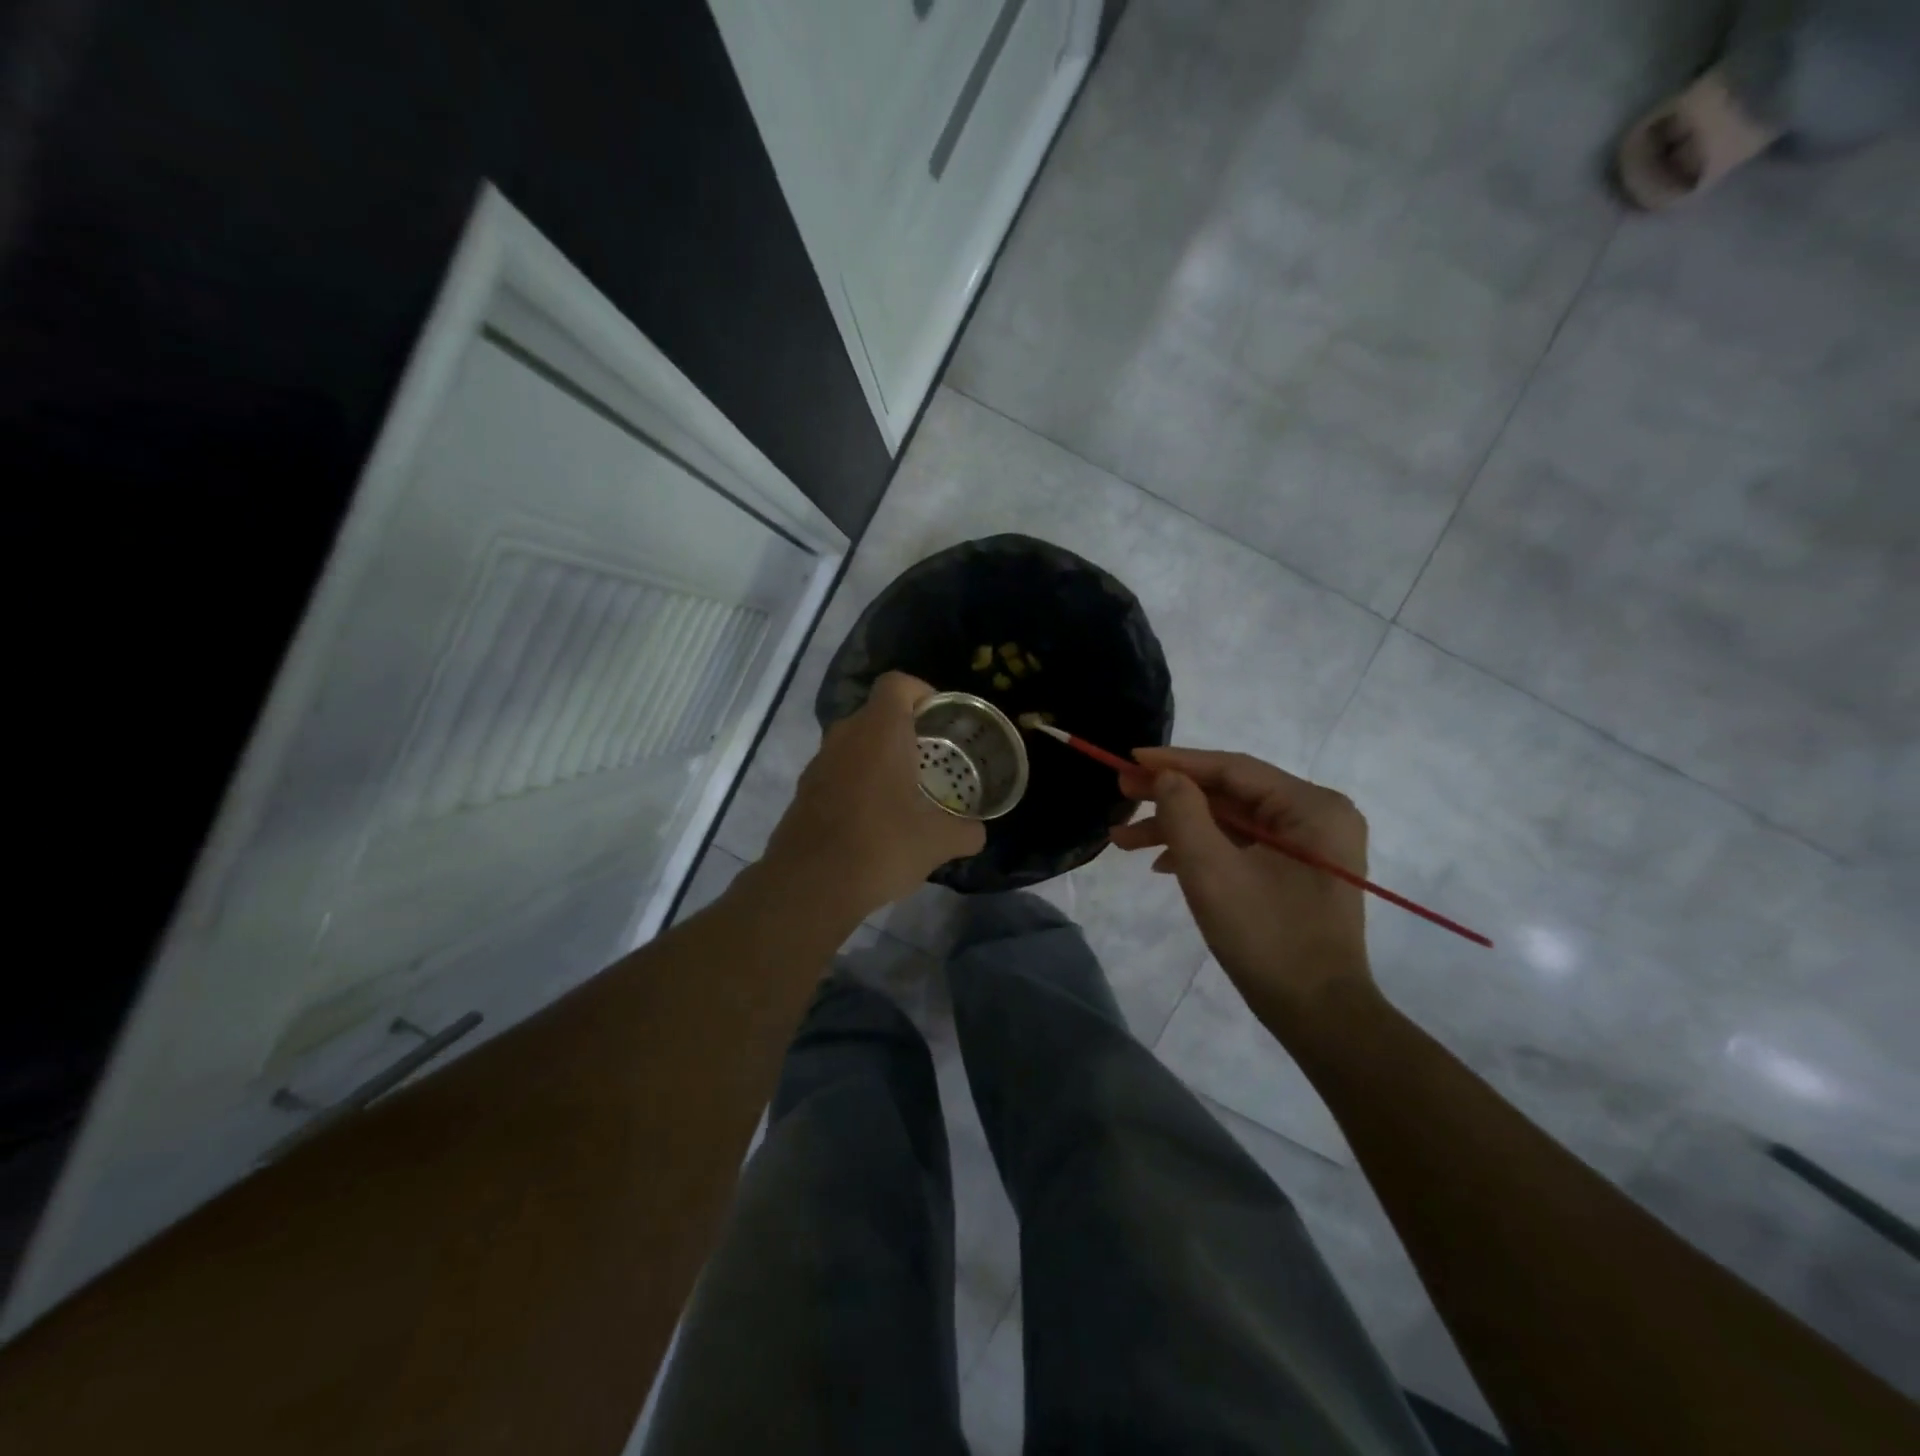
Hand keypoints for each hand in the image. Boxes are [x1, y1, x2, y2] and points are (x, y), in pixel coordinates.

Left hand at [764, 671, 985, 921]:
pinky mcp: (804, 791)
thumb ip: (966, 830)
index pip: (897, 684)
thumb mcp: (938, 842)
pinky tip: (875, 818)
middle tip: (932, 758)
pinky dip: (858, 781)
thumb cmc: (880, 847)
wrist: (809, 886)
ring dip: (879, 757)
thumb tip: (977, 832)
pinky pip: (838, 770)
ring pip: (855, 743)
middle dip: (905, 729)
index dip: (921, 691)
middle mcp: (845, 736)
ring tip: (906, 791)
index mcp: (879, 732)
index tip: (940, 719)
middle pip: (876, 713)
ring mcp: (819, 763)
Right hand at [1112, 747, 1373, 1031]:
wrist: (1318, 1016)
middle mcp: (1317, 817)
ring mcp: (1310, 846)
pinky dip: (1202, 850)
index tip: (1128, 759)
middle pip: (1230, 794)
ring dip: (1178, 828)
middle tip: (1121, 793)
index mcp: (1312, 807)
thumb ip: (1183, 813)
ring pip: (1231, 822)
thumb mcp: (1212, 871)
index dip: (1175, 763)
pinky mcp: (1298, 872)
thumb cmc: (1267, 938)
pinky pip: (1242, 846)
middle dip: (1171, 798)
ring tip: (1123, 839)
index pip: (1232, 770)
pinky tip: (1162, 864)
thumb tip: (1165, 777)